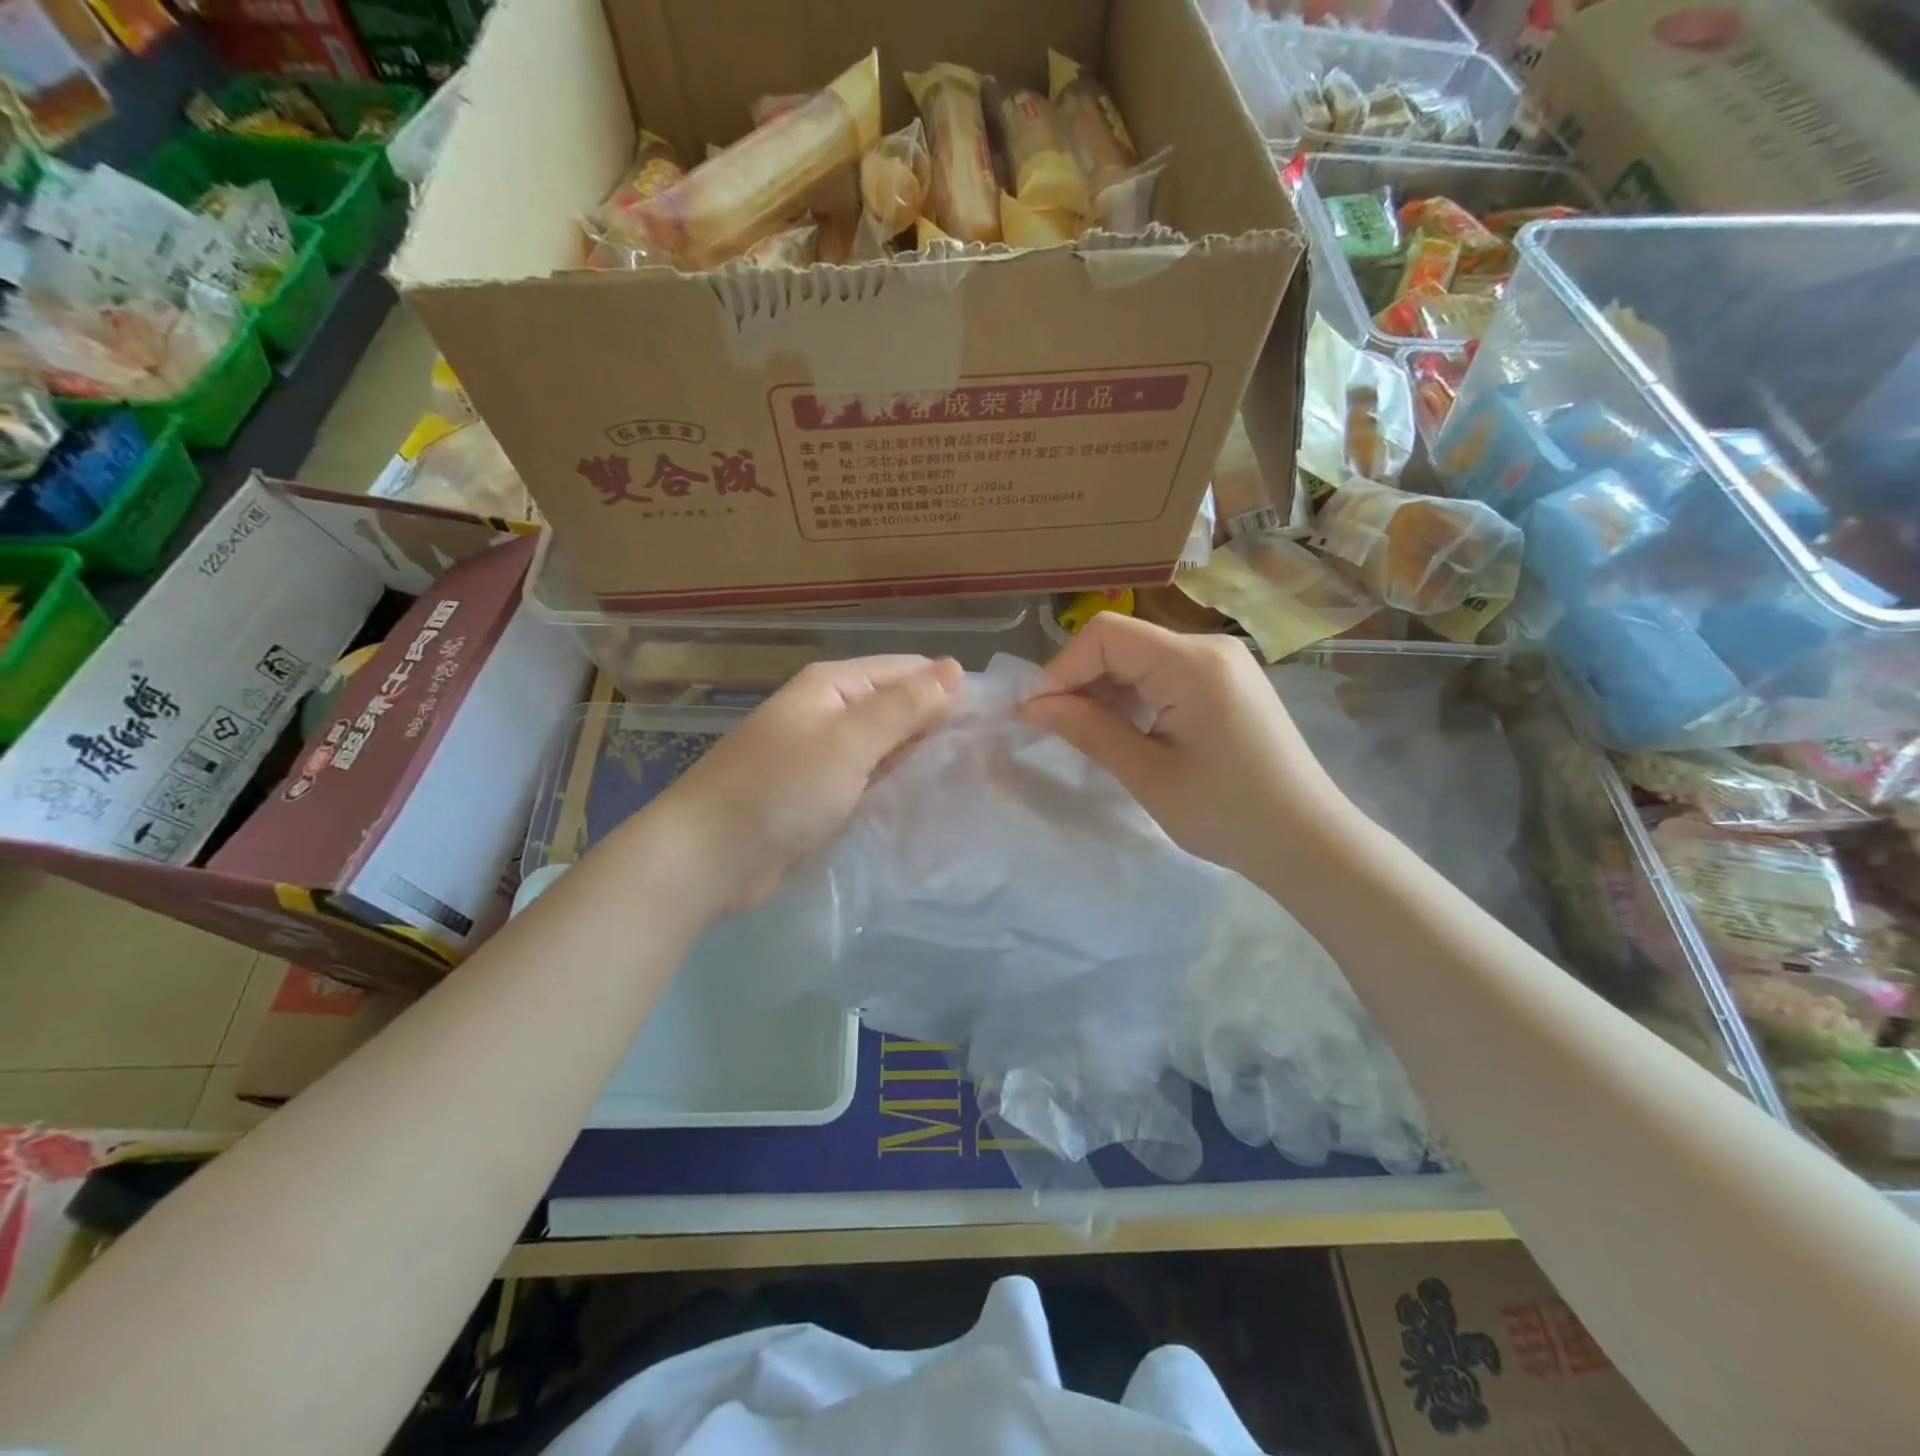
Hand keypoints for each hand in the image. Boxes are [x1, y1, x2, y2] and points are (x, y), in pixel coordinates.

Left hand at [640, 655, 962, 916]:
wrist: (709, 858)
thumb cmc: (780, 788)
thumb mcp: (848, 742)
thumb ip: (903, 707)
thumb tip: (955, 668)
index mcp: (833, 686)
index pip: (906, 671)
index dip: (948, 688)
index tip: (995, 716)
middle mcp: (830, 713)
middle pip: (897, 707)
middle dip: (938, 724)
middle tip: (992, 750)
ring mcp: (825, 757)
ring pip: (887, 747)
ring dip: (921, 756)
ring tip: (974, 772)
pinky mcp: (822, 796)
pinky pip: (871, 780)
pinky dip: (897, 784)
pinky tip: (930, 797)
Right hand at [1019, 614, 1350, 876]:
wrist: (1309, 842)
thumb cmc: (1228, 814)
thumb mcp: (1148, 775)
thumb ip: (1089, 730)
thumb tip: (1033, 706)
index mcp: (1193, 664)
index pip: (1106, 636)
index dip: (1062, 669)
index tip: (1035, 714)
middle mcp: (1209, 648)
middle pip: (1123, 642)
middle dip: (1081, 681)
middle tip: (1056, 730)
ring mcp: (1223, 663)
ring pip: (1141, 658)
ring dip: (1107, 691)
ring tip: (1090, 737)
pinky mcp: (1228, 682)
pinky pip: (1165, 674)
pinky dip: (1136, 697)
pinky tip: (1128, 733)